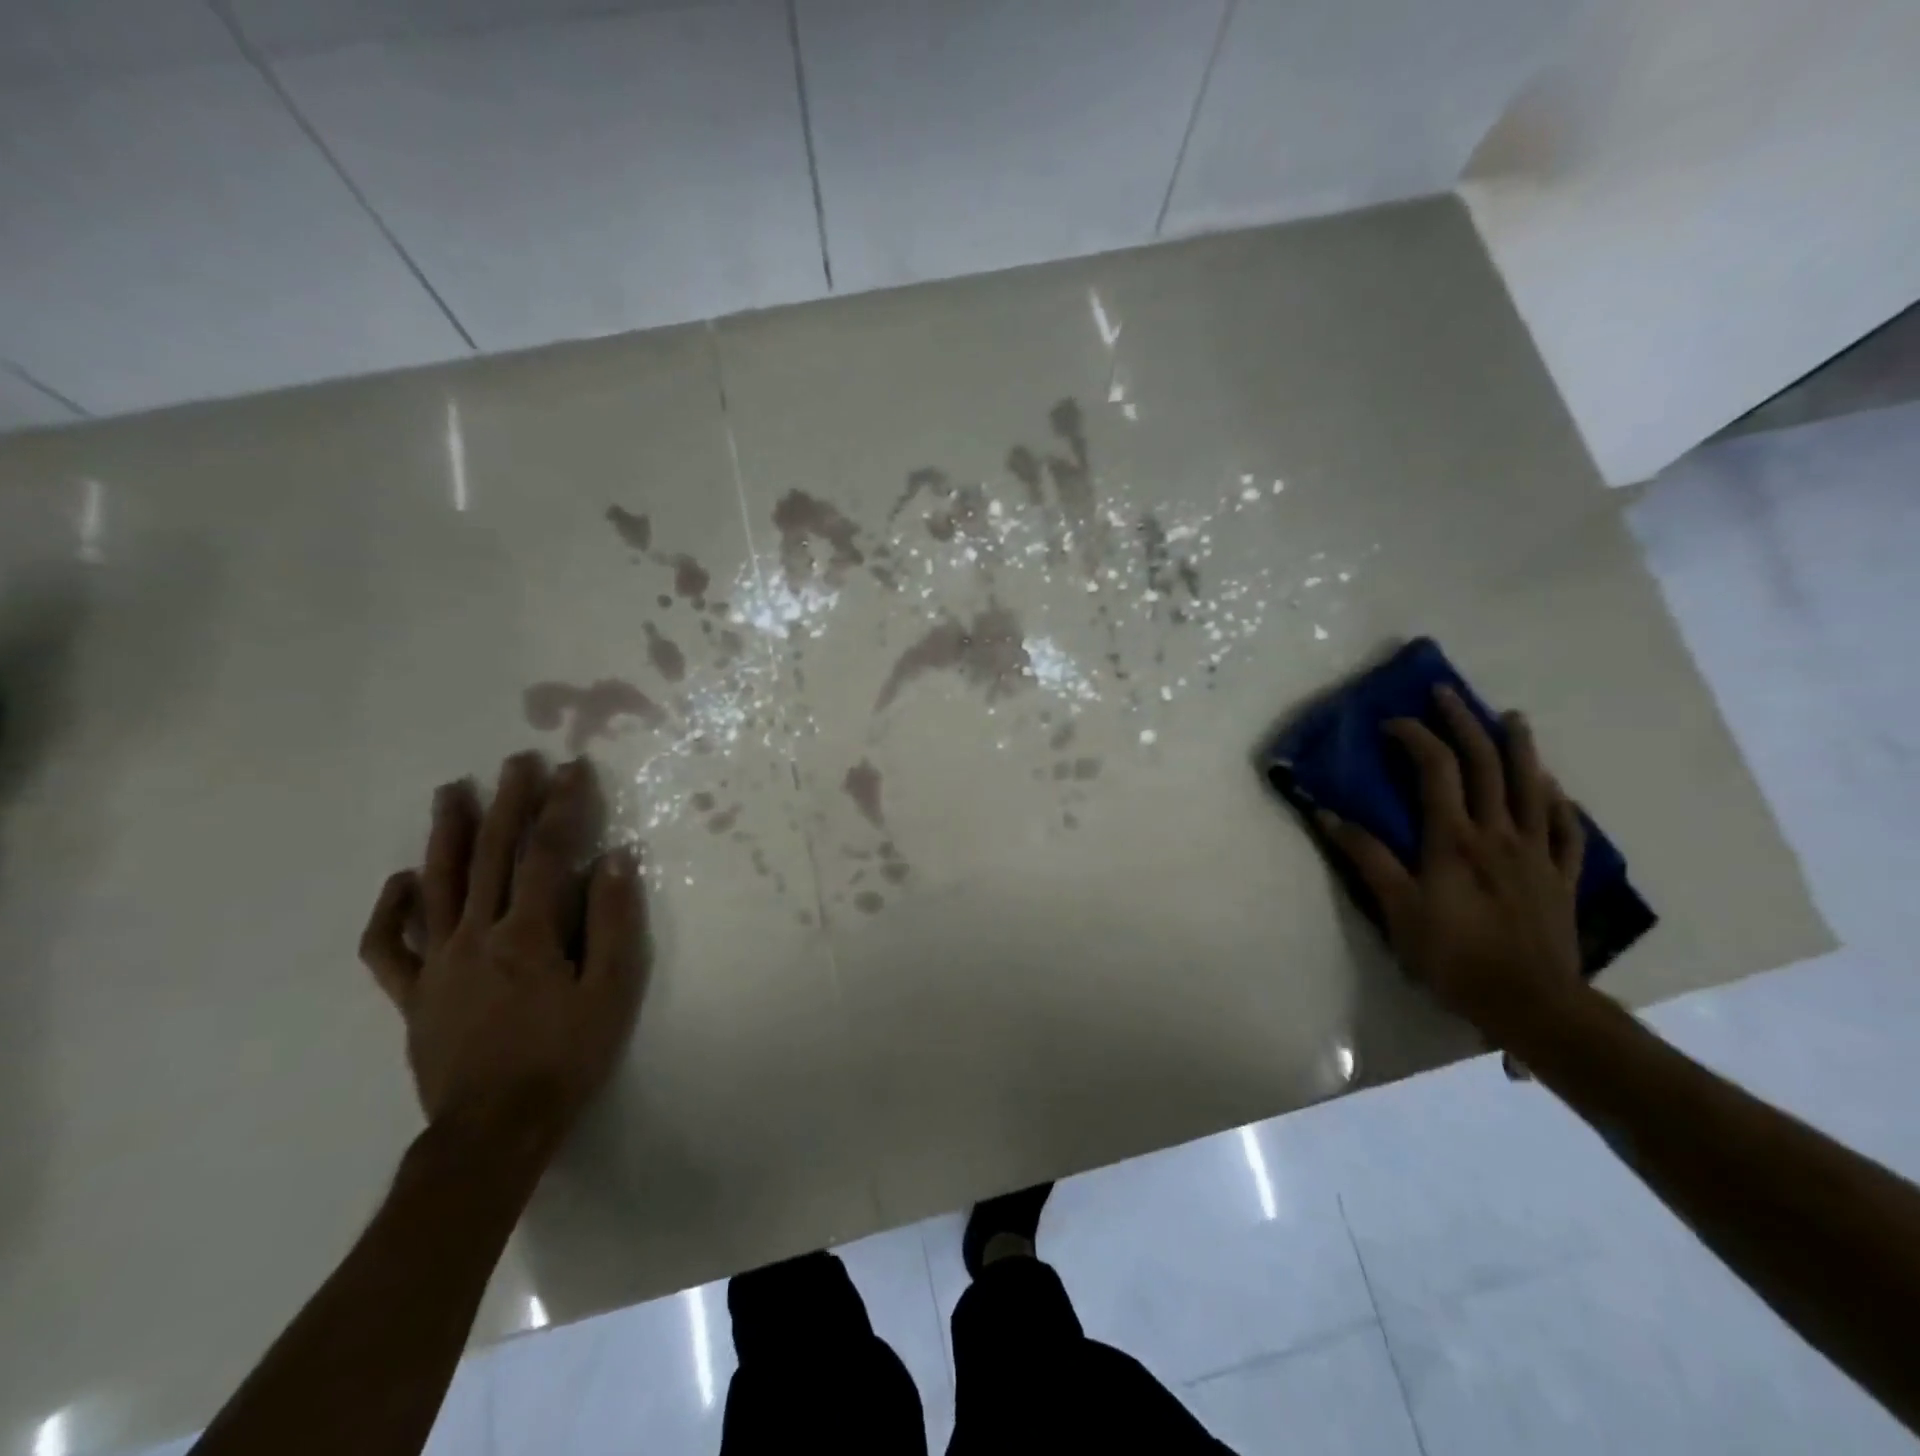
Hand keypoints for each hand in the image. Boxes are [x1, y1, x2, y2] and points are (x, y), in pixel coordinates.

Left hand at [358, 753, 645, 1139]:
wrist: (495, 1131)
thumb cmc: (565, 1057)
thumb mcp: (610, 990)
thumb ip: (610, 921)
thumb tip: (613, 858)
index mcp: (527, 934)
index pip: (545, 854)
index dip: (561, 807)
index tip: (572, 769)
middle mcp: (476, 935)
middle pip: (490, 855)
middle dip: (507, 802)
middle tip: (515, 761)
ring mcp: (437, 964)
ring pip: (436, 884)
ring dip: (446, 833)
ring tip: (451, 791)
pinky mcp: (413, 995)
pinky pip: (388, 947)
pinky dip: (390, 910)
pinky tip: (402, 881)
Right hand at [1319, 687, 1587, 1046]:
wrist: (1531, 1004)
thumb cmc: (1454, 956)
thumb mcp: (1396, 908)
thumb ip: (1366, 857)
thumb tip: (1328, 815)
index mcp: (1455, 839)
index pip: (1437, 770)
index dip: (1416, 737)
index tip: (1393, 721)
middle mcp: (1499, 834)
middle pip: (1487, 765)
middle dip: (1466, 723)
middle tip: (1449, 693)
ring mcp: (1536, 853)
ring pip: (1533, 787)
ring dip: (1521, 748)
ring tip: (1513, 718)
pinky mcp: (1561, 877)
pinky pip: (1566, 830)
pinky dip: (1560, 802)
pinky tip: (1555, 789)